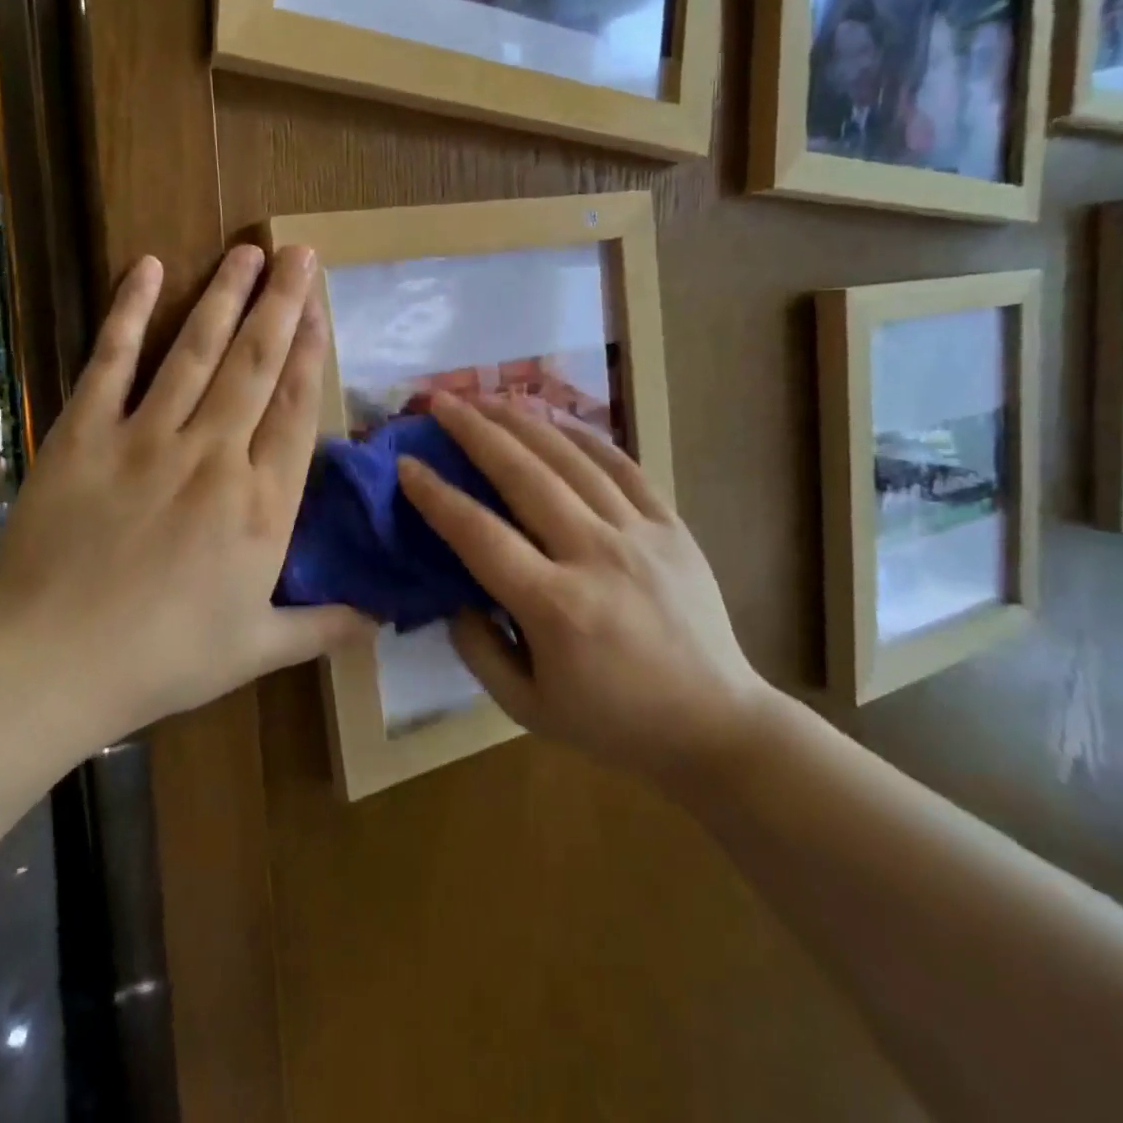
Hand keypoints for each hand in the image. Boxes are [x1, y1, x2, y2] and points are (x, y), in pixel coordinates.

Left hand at [0, 246, 373, 736]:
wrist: (52, 664)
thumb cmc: (164, 659)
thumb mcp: (257, 649)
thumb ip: (324, 625)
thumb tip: (383, 619)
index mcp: (262, 504)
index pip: (296, 409)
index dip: (311, 352)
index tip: (321, 308)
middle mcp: (215, 455)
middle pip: (256, 364)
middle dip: (282, 304)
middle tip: (298, 253)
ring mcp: (147, 438)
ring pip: (196, 351)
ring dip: (225, 296)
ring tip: (248, 250)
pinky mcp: (85, 433)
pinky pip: (111, 360)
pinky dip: (129, 312)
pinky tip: (149, 268)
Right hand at [396, 394, 770, 789]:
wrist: (716, 725)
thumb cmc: (614, 723)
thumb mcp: (527, 707)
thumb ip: (477, 649)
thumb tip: (453, 594)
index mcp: (555, 608)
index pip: (480, 535)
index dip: (437, 496)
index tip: (406, 463)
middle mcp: (595, 556)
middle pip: (524, 477)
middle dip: (476, 432)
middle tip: (442, 402)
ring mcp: (639, 535)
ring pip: (572, 460)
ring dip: (524, 422)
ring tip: (488, 397)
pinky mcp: (671, 526)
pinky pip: (623, 467)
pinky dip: (586, 437)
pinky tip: (556, 419)